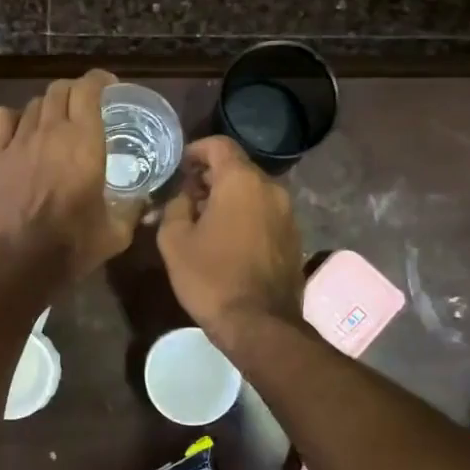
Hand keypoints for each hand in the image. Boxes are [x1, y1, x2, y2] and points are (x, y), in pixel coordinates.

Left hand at [0, 69, 136, 284]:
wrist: (20, 261)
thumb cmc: (73, 245)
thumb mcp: (116, 232)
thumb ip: (133, 209)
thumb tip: (145, 201)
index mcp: (85, 141)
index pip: (88, 89)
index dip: (99, 80)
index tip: (109, 87)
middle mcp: (51, 131)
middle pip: (59, 89)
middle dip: (75, 90)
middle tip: (86, 105)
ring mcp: (20, 141)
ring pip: (33, 103)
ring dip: (48, 106)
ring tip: (57, 121)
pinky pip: (1, 119)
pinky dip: (13, 117)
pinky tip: (21, 130)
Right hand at [157, 136, 303, 339]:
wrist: (259, 324)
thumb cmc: (211, 277)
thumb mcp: (174, 240)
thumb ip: (175, 206)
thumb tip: (183, 196)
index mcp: (241, 181)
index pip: (219, 145)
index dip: (195, 150)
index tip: (179, 167)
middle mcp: (271, 189)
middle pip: (237, 168)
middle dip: (210, 177)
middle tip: (186, 197)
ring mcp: (288, 214)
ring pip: (253, 192)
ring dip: (229, 198)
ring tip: (204, 221)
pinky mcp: (294, 237)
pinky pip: (265, 213)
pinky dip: (246, 216)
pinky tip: (227, 240)